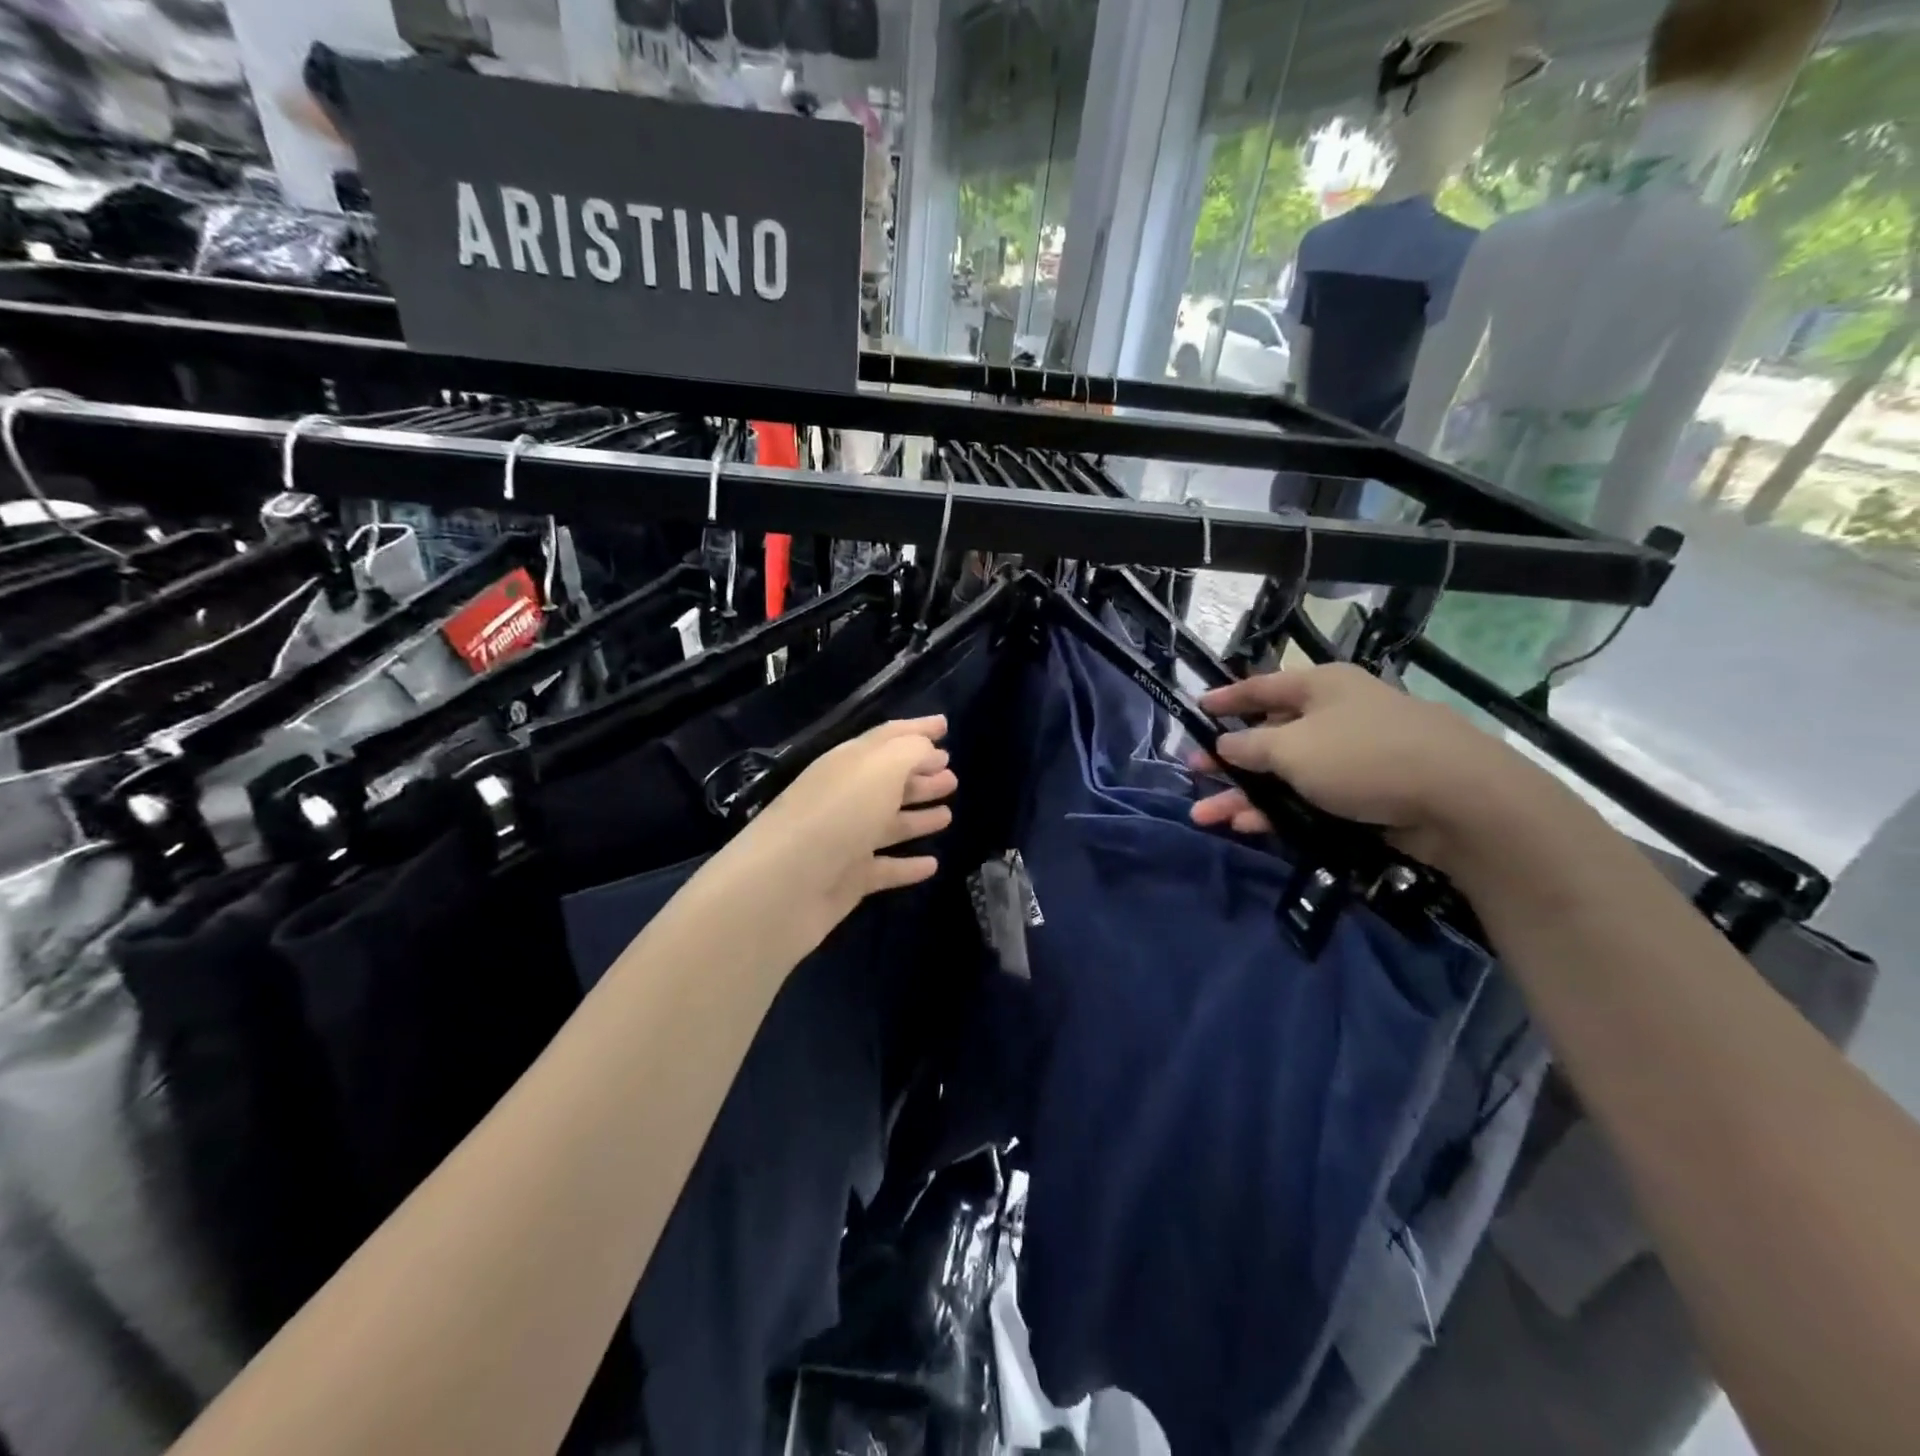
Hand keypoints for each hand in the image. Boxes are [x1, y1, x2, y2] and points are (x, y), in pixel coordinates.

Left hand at [727, 716, 956, 951]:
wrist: (784, 885)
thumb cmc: (838, 814)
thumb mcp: (880, 768)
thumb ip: (910, 751)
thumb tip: (927, 750)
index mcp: (848, 763)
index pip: (887, 738)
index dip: (917, 730)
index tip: (946, 725)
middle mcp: (846, 797)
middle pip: (889, 781)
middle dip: (920, 774)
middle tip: (953, 776)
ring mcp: (846, 840)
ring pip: (889, 823)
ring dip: (918, 817)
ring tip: (949, 813)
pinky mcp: (848, 880)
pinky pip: (885, 868)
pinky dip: (908, 865)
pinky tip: (932, 865)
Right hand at [1189, 664, 1548, 872]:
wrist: (1459, 799)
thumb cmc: (1363, 756)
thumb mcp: (1292, 748)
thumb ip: (1250, 746)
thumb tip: (1224, 743)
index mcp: (1321, 688)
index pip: (1262, 686)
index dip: (1227, 697)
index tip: (1197, 707)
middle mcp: (1335, 716)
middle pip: (1270, 735)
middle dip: (1228, 759)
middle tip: (1193, 773)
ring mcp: (1352, 757)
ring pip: (1285, 775)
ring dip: (1244, 795)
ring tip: (1204, 816)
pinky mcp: (1366, 795)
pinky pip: (1308, 799)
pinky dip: (1277, 812)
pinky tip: (1247, 827)